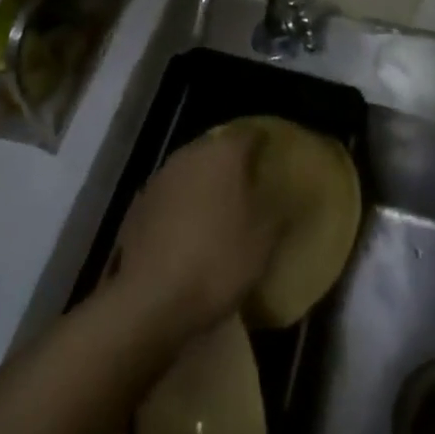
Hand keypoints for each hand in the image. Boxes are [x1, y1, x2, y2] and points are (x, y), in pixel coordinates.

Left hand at [108, 126, 279, 341]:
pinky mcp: (139, 203)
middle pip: (217, 148)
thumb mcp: (262, 243)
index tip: (274, 155)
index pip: (249, 134)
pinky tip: (190, 229)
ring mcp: (160, 177)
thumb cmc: (216, 262)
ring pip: (191, 169)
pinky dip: (183, 203)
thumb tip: (295, 193)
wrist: (149, 299)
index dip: (263, 142)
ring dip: (206, 182)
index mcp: (223, 154)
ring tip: (222, 207)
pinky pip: (171, 194)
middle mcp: (190, 154)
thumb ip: (280, 211)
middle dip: (233, 162)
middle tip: (251, 183)